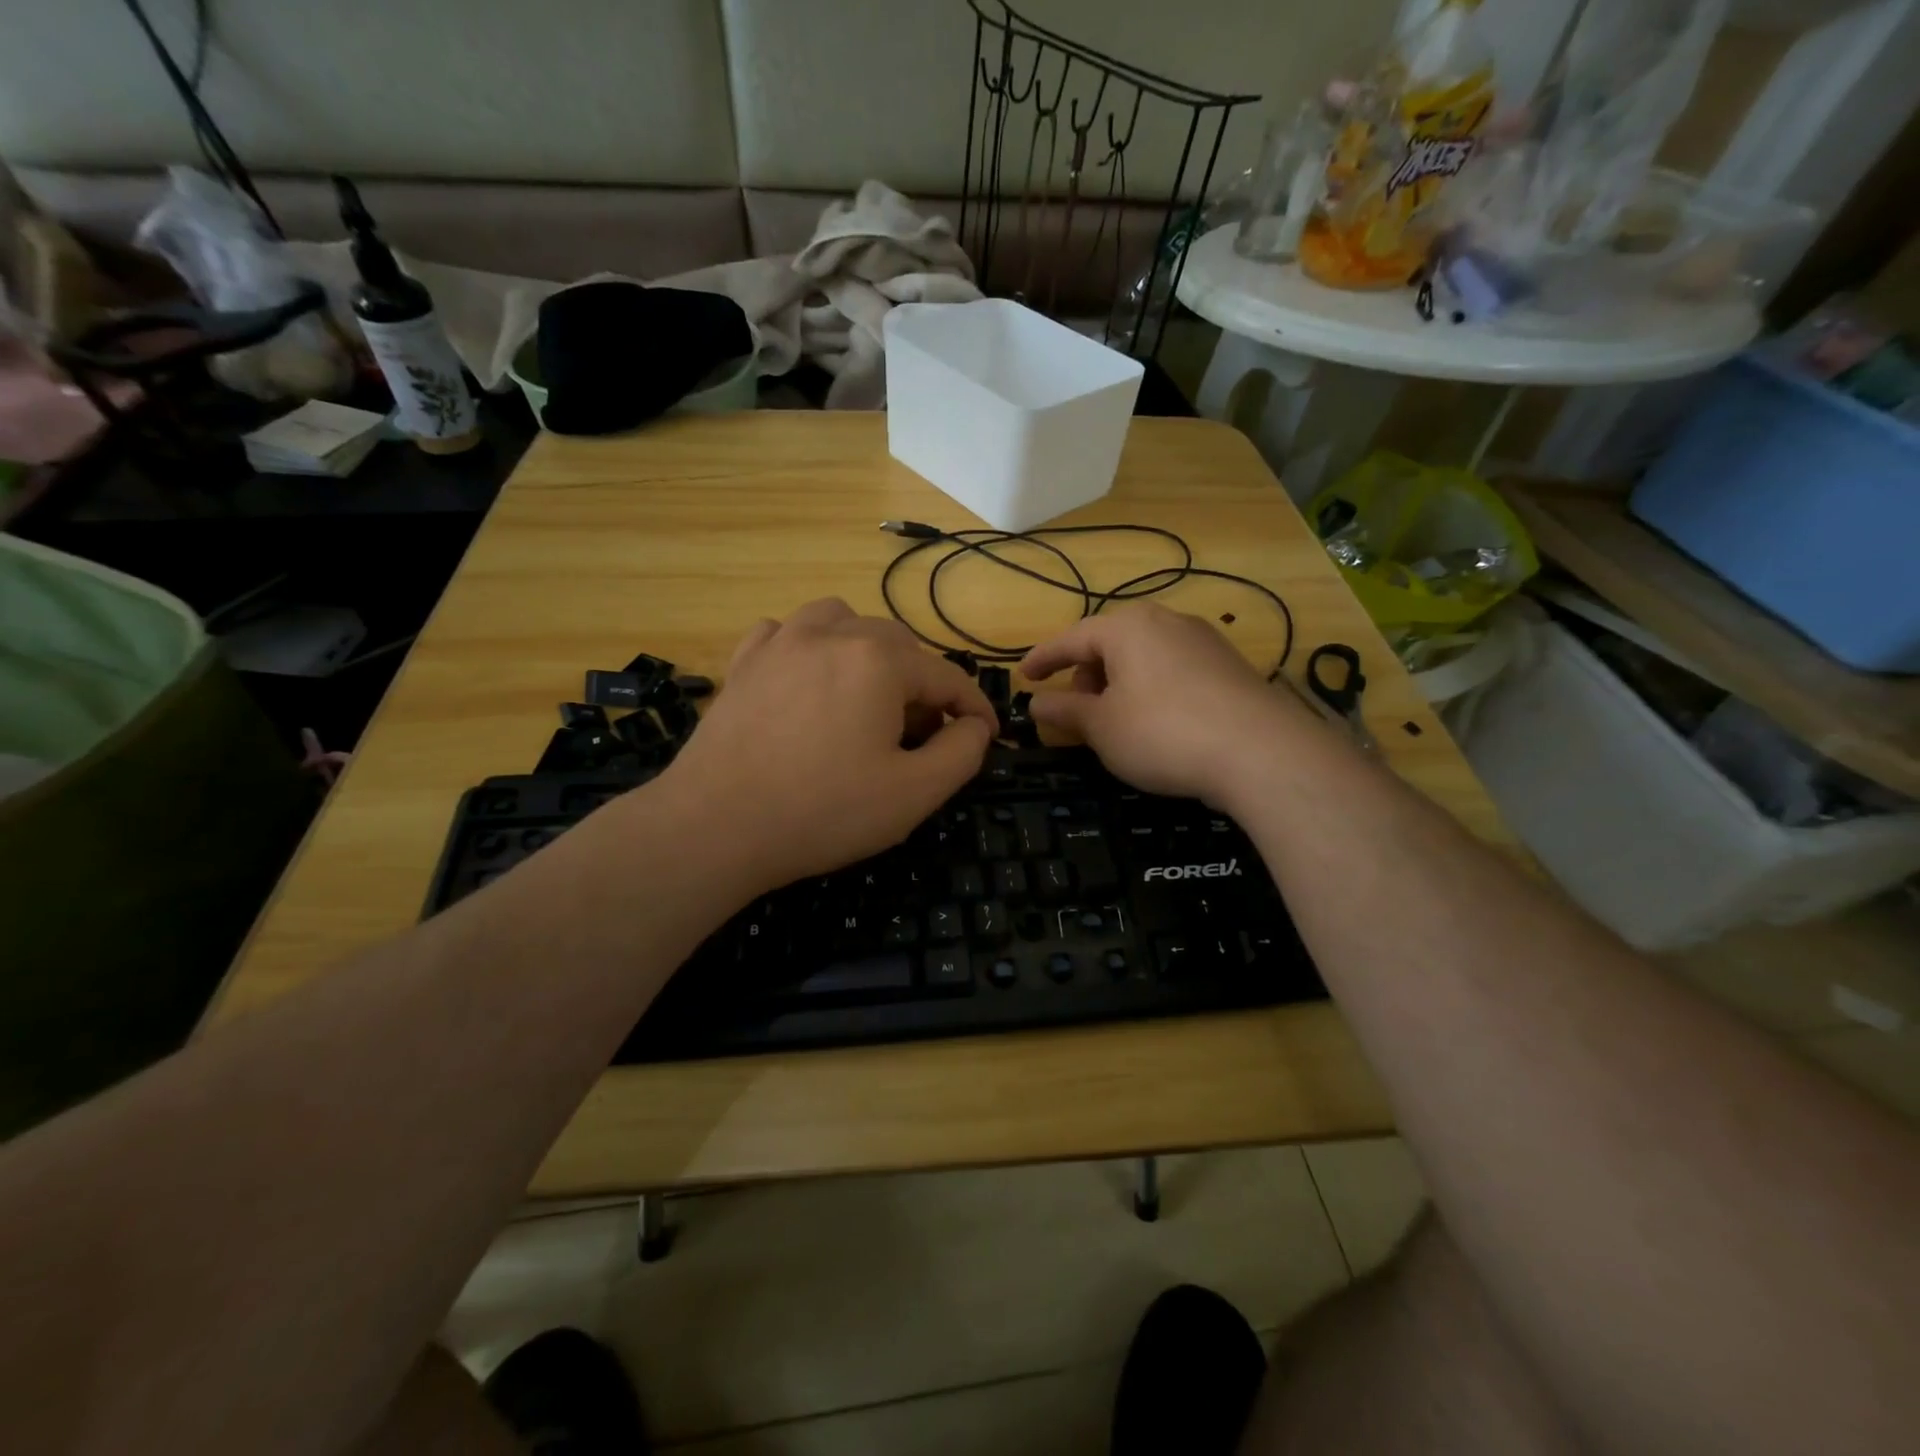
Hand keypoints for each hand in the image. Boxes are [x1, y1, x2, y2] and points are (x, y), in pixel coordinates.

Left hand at [659, 599, 996, 891]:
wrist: (714, 825)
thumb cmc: (823, 811)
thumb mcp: (914, 794)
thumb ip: (962, 752)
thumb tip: (973, 725)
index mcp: (880, 661)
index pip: (948, 677)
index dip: (975, 709)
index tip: (988, 737)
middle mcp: (833, 633)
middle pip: (899, 646)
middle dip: (921, 686)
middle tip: (921, 735)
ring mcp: (782, 641)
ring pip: (843, 622)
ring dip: (867, 653)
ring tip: (866, 696)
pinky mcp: (744, 662)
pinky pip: (788, 633)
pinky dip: (809, 649)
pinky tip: (807, 681)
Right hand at [1020, 603, 1310, 805]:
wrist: (1261, 752)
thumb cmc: (1163, 732)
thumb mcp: (1101, 727)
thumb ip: (1064, 710)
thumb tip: (1036, 702)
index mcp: (1127, 627)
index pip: (1071, 638)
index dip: (1043, 659)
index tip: (1023, 676)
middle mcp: (1166, 621)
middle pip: (1110, 645)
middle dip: (1086, 677)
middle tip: (1078, 715)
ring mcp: (1203, 641)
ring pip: (1144, 658)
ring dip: (1120, 686)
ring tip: (1118, 724)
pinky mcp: (1229, 666)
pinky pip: (1173, 671)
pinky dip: (1152, 691)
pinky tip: (1159, 725)